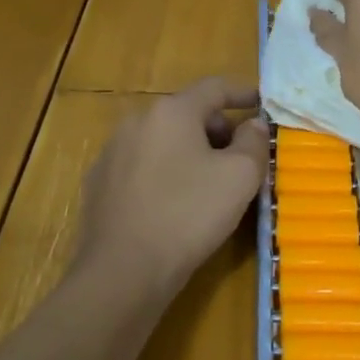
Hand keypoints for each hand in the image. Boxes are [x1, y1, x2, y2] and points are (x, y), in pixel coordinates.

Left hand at [75, 78, 268, 292]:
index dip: (242, 92)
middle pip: (187, 114)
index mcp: (171, 112)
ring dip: (190, 153)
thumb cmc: (188, 215)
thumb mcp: (240, 177)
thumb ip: (254, 142)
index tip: (261, 103)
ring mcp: (112, 153)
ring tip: (209, 185)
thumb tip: (253, 125)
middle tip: (240, 158)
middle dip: (217, 130)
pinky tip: (173, 206)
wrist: (121, 272)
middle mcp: (137, 122)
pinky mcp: (98, 185)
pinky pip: (141, 167)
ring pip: (162, 141)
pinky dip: (164, 174)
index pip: (214, 87)